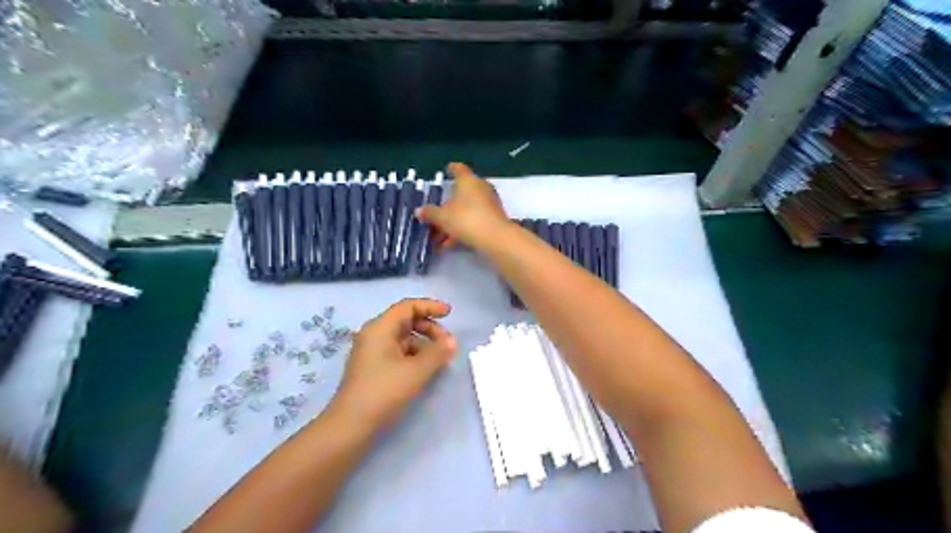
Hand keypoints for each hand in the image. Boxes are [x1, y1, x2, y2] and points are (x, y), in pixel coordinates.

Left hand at [331, 298, 456, 430]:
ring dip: (424, 344)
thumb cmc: (383, 392)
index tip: (449, 313)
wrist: (351, 427)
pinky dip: (415, 356)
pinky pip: (398, 353)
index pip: (407, 306)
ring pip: (404, 338)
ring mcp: (372, 353)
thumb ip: (437, 353)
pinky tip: (426, 369)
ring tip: (440, 360)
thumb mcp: (416, 371)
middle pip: (406, 321)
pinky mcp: (373, 369)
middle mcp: (374, 335)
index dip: (430, 306)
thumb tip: (452, 342)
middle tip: (447, 344)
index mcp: (380, 328)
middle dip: (430, 328)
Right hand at [413, 163, 509, 251]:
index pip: (459, 169)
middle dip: (447, 205)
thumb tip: (419, 211)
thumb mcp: (443, 217)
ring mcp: (489, 204)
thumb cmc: (467, 219)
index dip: (452, 169)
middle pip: (461, 194)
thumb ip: (430, 213)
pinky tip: (449, 244)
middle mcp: (481, 188)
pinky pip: (473, 221)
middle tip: (435, 212)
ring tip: (437, 238)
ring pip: (466, 210)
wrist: (495, 238)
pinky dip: (461, 230)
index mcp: (468, 181)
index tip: (447, 169)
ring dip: (452, 222)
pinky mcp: (493, 219)